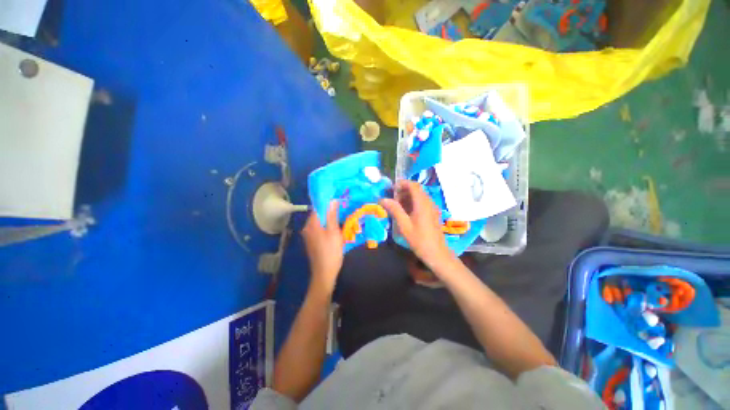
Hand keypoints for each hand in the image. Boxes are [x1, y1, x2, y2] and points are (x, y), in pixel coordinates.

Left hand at [302, 201, 343, 294]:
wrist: (324, 273)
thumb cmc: (331, 251)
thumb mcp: (334, 232)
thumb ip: (332, 216)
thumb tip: (332, 200)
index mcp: (311, 224)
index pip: (317, 208)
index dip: (327, 203)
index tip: (338, 201)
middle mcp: (307, 228)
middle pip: (318, 215)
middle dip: (329, 212)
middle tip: (342, 211)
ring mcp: (308, 236)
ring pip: (319, 223)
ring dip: (329, 220)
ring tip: (341, 220)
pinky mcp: (312, 242)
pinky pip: (319, 230)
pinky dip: (326, 228)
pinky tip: (335, 231)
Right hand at [380, 181, 453, 272]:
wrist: (436, 253)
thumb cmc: (419, 239)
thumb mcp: (404, 225)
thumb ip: (394, 210)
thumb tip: (383, 199)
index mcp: (422, 203)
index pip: (413, 185)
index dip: (402, 184)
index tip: (391, 190)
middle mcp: (429, 202)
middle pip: (416, 189)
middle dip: (403, 191)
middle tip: (393, 200)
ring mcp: (432, 208)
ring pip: (419, 196)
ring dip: (408, 197)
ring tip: (398, 206)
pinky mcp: (433, 213)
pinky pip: (422, 202)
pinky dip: (413, 203)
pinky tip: (406, 213)